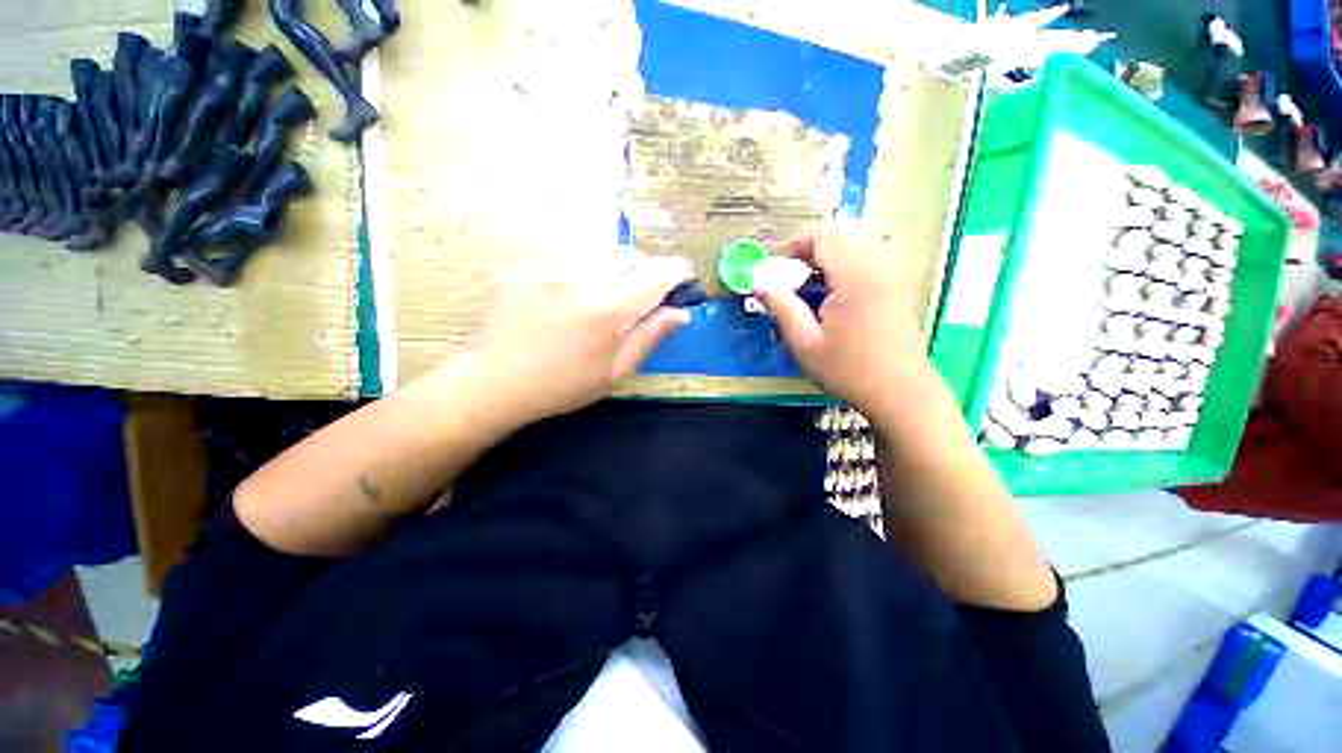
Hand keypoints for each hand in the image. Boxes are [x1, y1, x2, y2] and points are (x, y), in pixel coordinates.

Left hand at [457, 251, 693, 424]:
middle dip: (644, 272)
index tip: (683, 282)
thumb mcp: (614, 371)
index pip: (658, 272)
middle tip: (639, 301)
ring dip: (615, 270)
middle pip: (630, 255)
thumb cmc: (561, 385)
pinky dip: (585, 271)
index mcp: (609, 306)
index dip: (678, 272)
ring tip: (603, 300)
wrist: (493, 382)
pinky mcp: (531, 265)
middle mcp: (583, 275)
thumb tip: (681, 314)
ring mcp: (552, 265)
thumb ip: (650, 336)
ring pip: (601, 252)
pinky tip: (570, 298)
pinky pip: (571, 256)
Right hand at [755, 228, 930, 418]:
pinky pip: (863, 266)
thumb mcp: (805, 343)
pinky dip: (839, 274)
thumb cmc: (849, 371)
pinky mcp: (895, 290)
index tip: (770, 265)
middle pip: (837, 241)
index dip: (791, 243)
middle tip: (783, 281)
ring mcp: (890, 277)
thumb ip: (781, 307)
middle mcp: (877, 267)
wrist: (902, 395)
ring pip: (850, 252)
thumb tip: (758, 282)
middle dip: (804, 254)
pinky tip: (828, 302)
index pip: (821, 236)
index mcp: (854, 276)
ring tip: (803, 293)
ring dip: (821, 265)